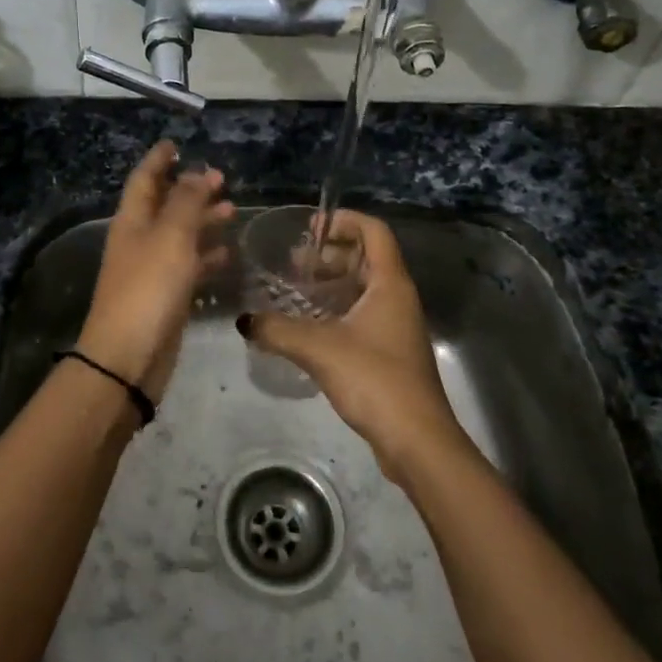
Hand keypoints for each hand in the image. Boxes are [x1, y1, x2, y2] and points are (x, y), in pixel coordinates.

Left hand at [77, 141, 233, 402]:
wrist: (129, 357)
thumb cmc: (148, 288)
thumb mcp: (171, 237)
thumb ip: (187, 202)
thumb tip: (197, 172)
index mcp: (132, 221)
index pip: (144, 179)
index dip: (159, 160)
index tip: (175, 144)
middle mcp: (139, 240)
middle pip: (164, 205)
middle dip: (190, 189)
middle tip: (221, 178)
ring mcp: (151, 269)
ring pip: (180, 235)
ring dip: (203, 220)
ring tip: (232, 210)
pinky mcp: (166, 296)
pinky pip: (188, 265)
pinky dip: (207, 256)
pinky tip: (227, 254)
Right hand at [239, 210, 470, 482]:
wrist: (416, 440)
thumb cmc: (374, 380)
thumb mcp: (319, 349)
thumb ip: (278, 330)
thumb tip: (244, 320)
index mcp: (390, 283)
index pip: (373, 231)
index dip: (344, 221)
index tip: (311, 229)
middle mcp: (398, 297)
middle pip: (367, 257)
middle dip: (331, 252)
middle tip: (295, 262)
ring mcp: (397, 326)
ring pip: (364, 287)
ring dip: (333, 282)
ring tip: (297, 289)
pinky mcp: (391, 352)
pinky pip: (363, 314)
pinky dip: (338, 308)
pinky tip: (310, 326)